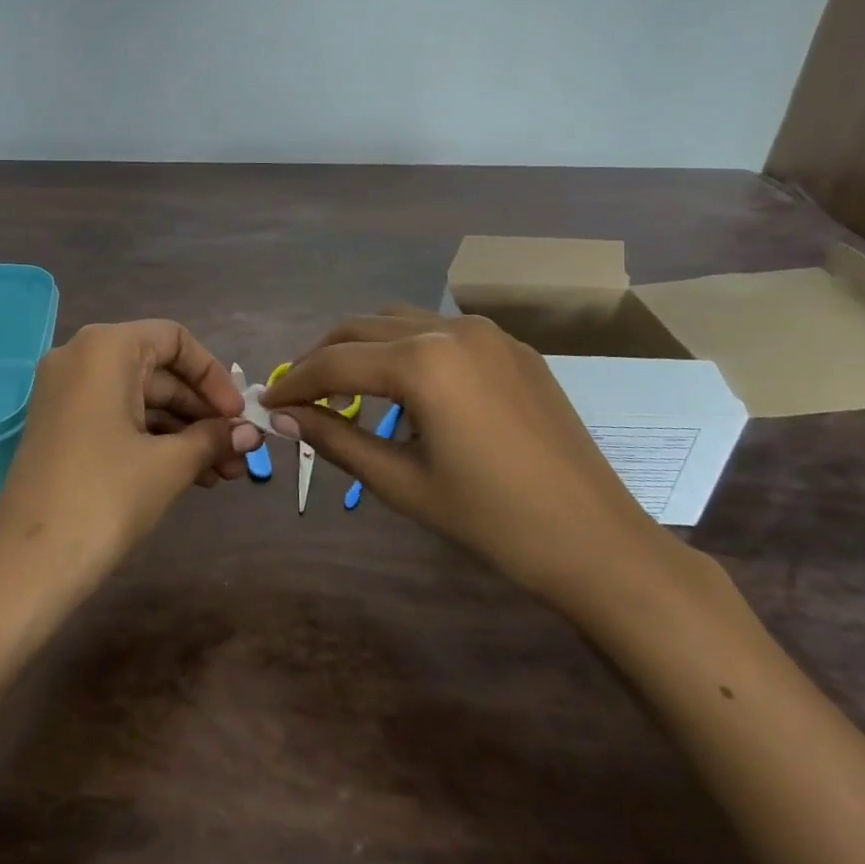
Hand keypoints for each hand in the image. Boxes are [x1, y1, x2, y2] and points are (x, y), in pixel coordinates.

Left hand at [0, 320, 260, 608]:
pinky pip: (117, 418)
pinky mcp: (61, 427)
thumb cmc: (106, 498)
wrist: (28, 564)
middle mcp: (80, 358)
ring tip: (224, 474)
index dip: (213, 375)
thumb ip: (212, 438)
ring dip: (184, 432)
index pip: (173, 340)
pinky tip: (191, 475)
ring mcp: (65, 393)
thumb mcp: (168, 465)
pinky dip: (153, 440)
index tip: (238, 415)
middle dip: (203, 413)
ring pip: (139, 400)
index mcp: (104, 348)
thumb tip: (251, 433)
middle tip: (240, 452)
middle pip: (158, 371)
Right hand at [260, 308, 685, 616]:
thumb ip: (335, 438)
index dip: (295, 382)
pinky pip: (438, 331)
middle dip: (321, 357)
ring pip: (398, 321)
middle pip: (360, 327)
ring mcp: (487, 333)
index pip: (335, 363)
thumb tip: (283, 416)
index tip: (267, 402)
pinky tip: (402, 387)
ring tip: (343, 387)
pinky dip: (403, 348)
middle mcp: (451, 330)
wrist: (597, 542)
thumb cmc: (491, 521)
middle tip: (298, 394)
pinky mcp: (511, 346)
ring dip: (361, 347)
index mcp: (423, 363)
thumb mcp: (401, 482)